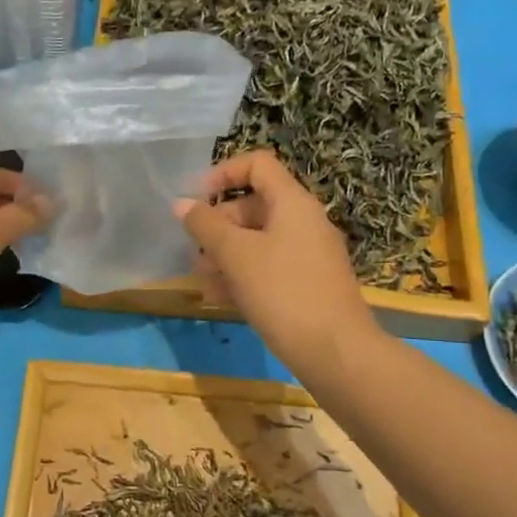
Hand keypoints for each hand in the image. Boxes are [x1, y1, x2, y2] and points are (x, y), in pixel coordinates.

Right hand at [173, 150, 377, 374]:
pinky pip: (270, 268)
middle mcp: (305, 222)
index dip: (223, 173)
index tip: (196, 199)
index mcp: (293, 203)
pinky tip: (221, 299)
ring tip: (202, 280)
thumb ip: (205, 226)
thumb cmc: (282, 291)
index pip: (258, 165)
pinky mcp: (309, 285)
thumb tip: (181, 203)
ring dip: (226, 255)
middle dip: (219, 226)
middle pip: (254, 206)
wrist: (335, 351)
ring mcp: (309, 255)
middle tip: (194, 251)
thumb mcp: (236, 255)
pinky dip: (244, 276)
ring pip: (259, 241)